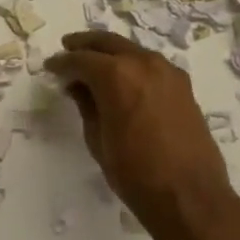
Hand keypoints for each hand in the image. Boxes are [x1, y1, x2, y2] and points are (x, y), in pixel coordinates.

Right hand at [45, 31, 239, 239]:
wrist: (188, 195)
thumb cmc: (134, 172)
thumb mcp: (98, 139)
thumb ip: (86, 105)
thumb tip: (77, 85)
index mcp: (117, 75)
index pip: (81, 60)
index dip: (62, 63)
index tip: (50, 67)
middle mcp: (143, 63)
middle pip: (108, 43)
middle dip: (85, 45)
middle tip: (68, 48)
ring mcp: (168, 72)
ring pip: (131, 50)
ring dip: (111, 52)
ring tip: (94, 63)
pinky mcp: (183, 86)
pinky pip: (150, 64)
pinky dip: (132, 64)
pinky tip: (124, 78)